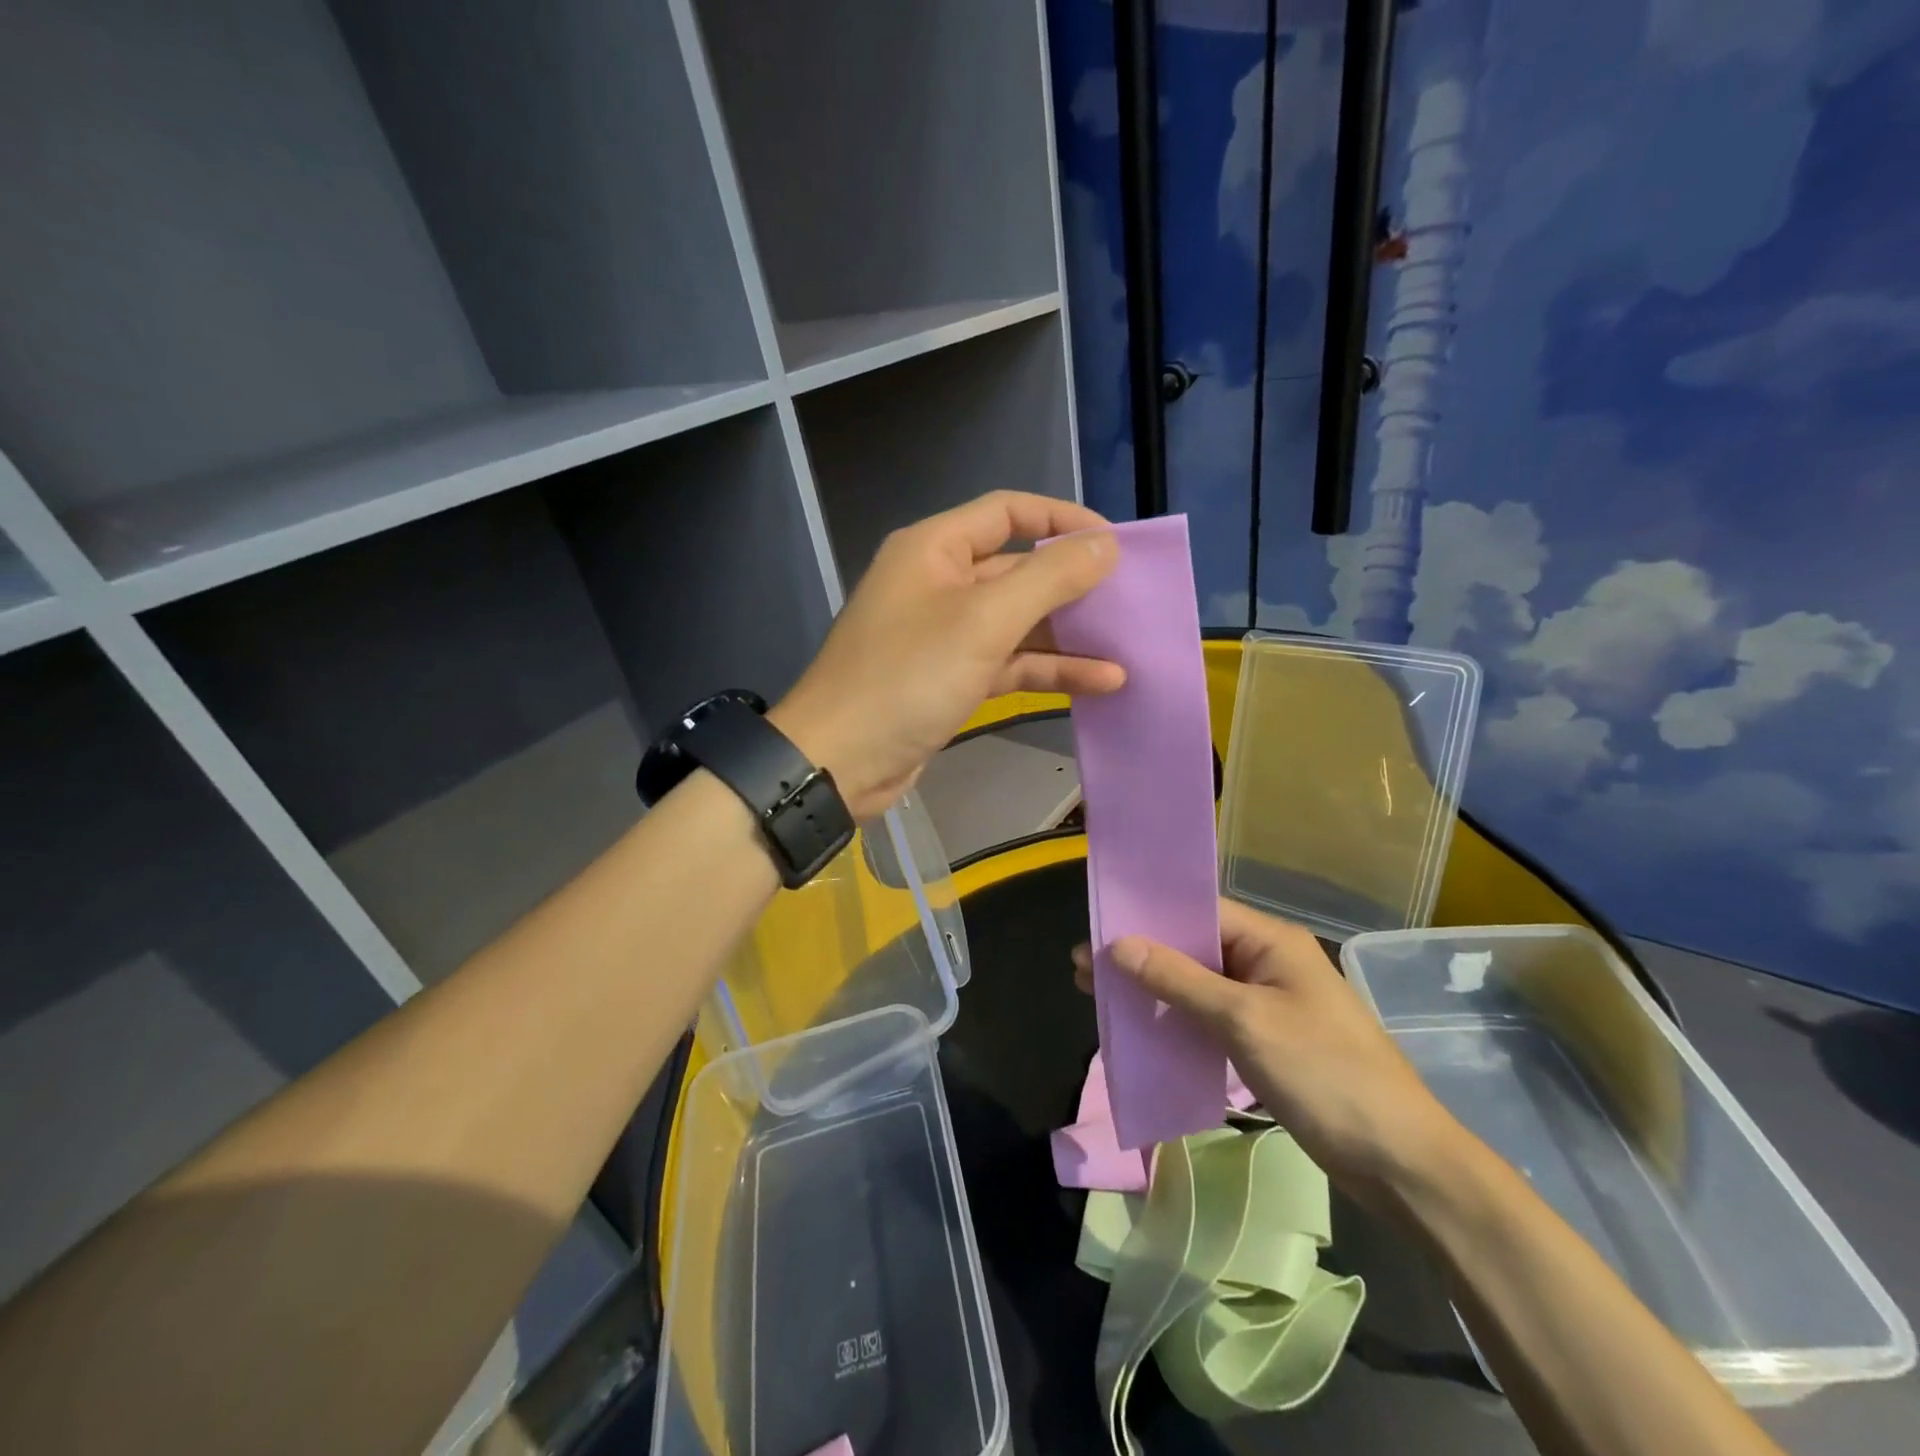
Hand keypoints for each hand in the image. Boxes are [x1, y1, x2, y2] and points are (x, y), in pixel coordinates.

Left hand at [771, 491, 1123, 820]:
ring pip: (1018, 621)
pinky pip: (1009, 662)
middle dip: (1073, 583)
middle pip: (1017, 568)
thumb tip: (1105, 546)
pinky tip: (1102, 681)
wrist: (841, 761)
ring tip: (1128, 644)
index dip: (1063, 520)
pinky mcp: (951, 679)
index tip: (1114, 545)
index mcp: (935, 548)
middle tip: (1131, 600)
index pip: (1008, 511)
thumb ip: (1049, 579)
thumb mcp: (984, 621)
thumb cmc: (908, 677)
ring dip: (1069, 633)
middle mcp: (939, 582)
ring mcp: (945, 634)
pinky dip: (1049, 669)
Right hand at [1073, 898, 1458, 1195]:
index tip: (1096, 930)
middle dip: (1141, 956)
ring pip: (1198, 983)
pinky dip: (1177, 1018)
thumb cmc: (1324, 1075)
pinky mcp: (1266, 1039)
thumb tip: (1119, 945)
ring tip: (1101, 996)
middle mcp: (1267, 962)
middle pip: (1194, 946)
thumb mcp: (1244, 1021)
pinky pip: (1210, 1015)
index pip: (1198, 911)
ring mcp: (1268, 1002)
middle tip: (1084, 970)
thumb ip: (1180, 980)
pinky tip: (1144, 1028)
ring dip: (1155, 988)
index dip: (1146, 918)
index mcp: (1270, 941)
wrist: (1400, 1162)